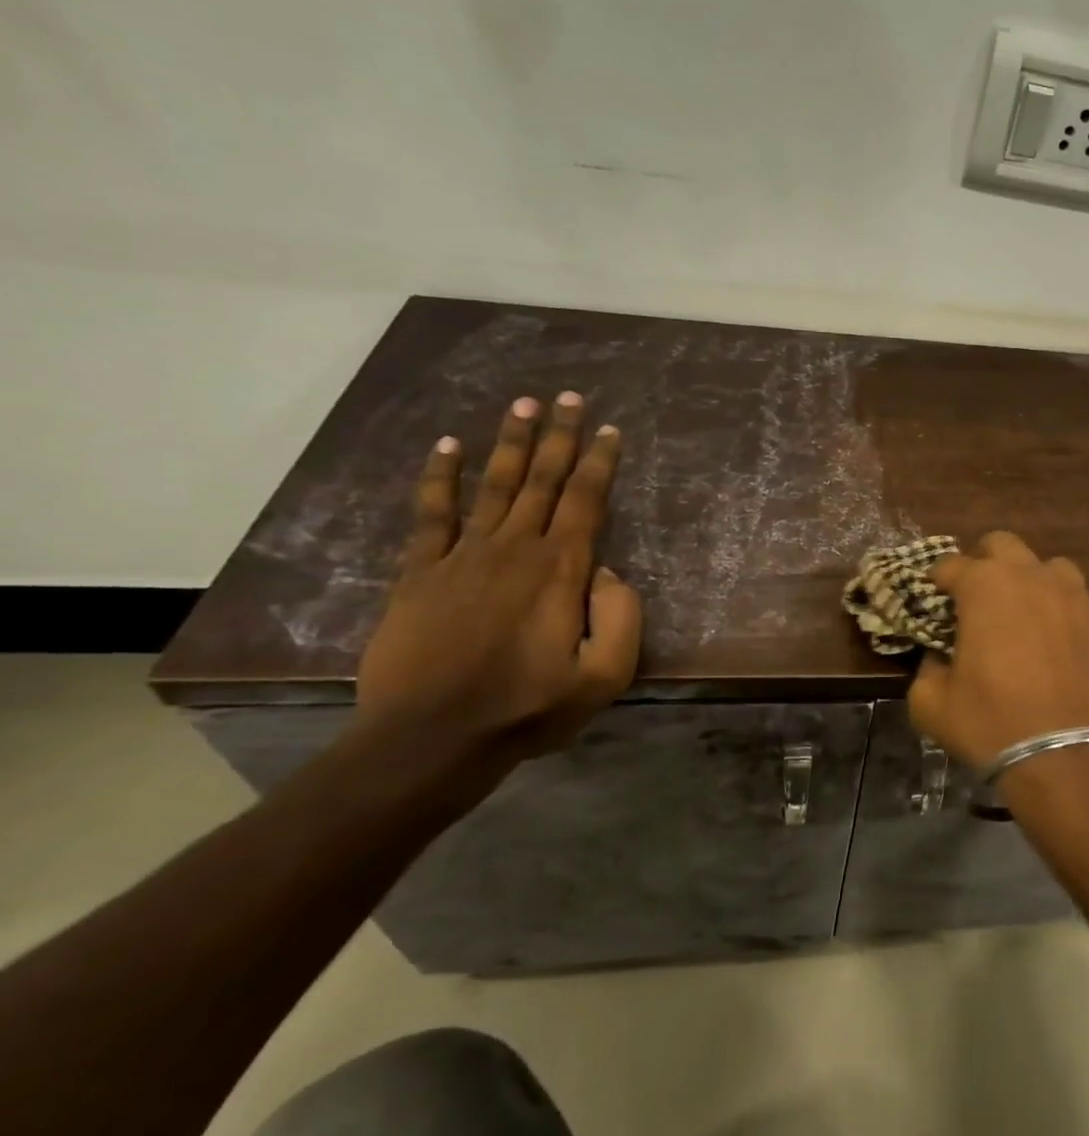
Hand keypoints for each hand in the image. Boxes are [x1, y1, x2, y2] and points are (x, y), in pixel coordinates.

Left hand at [356, 393, 643, 760]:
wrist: (431, 738)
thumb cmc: (528, 709)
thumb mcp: (605, 676)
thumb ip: (621, 618)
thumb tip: (608, 573)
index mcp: (562, 571)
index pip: (586, 501)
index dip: (599, 462)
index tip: (609, 430)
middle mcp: (515, 549)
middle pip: (542, 480)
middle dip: (559, 436)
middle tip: (569, 397)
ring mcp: (463, 556)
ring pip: (494, 485)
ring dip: (510, 442)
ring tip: (523, 405)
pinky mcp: (420, 572)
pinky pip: (432, 513)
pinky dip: (440, 477)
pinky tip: (448, 446)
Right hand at [907, 531, 1088, 769]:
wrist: (1067, 758)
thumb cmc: (991, 724)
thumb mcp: (931, 704)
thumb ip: (926, 668)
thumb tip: (937, 657)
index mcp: (985, 587)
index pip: (950, 564)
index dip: (937, 580)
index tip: (934, 598)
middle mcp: (1033, 577)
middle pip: (1003, 544)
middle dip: (984, 562)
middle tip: (976, 597)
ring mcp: (1076, 598)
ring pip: (1050, 567)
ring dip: (1031, 581)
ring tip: (1024, 614)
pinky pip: (1079, 605)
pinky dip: (1063, 616)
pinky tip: (1059, 647)